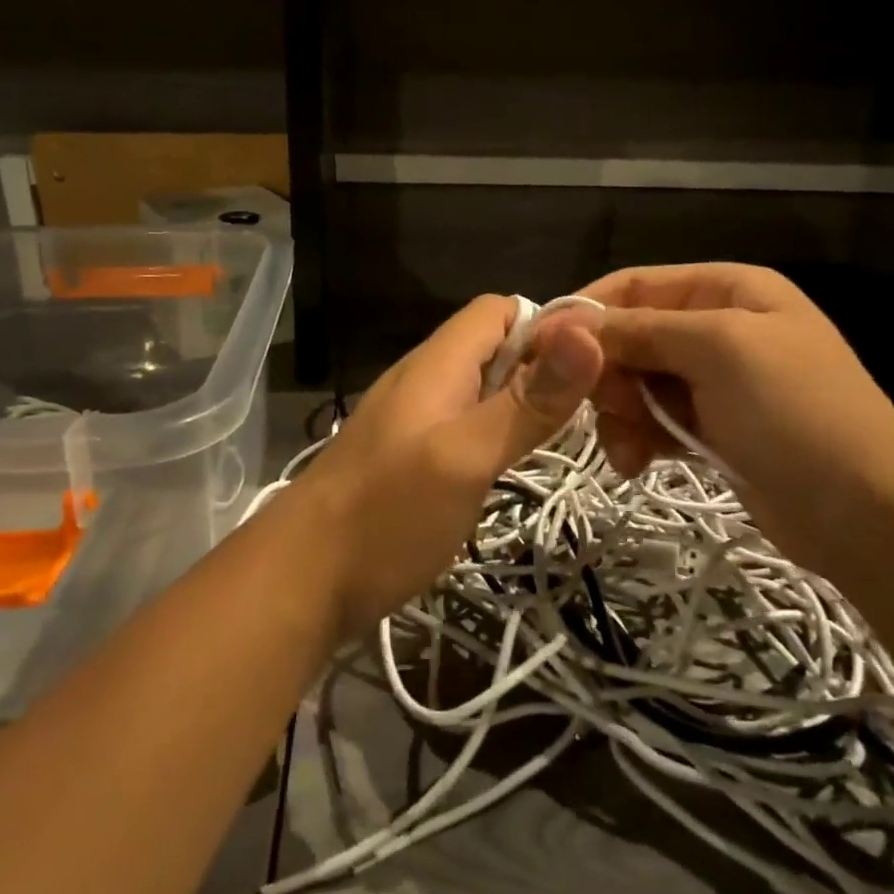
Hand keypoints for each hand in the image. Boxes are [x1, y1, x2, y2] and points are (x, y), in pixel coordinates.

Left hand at [290, 295, 603, 640]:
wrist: (299, 583)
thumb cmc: (386, 516)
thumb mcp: (465, 457)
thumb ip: (526, 402)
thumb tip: (587, 332)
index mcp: (437, 363)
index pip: (501, 310)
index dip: (549, 327)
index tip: (595, 367)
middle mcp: (425, 380)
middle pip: (495, 348)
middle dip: (545, 368)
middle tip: (593, 413)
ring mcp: (414, 420)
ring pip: (482, 389)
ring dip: (523, 404)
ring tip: (566, 441)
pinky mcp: (410, 457)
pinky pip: (464, 425)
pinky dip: (497, 435)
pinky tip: (514, 468)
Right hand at [580, 264, 893, 556]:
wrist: (867, 514)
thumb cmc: (795, 411)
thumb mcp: (716, 350)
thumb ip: (638, 330)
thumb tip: (564, 321)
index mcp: (728, 289)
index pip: (635, 285)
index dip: (587, 312)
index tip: (541, 349)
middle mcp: (718, 326)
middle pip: (631, 336)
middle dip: (608, 373)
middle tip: (603, 409)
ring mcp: (715, 381)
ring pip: (635, 382)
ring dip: (620, 413)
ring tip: (627, 449)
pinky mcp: (710, 427)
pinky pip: (653, 419)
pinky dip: (637, 438)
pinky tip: (637, 463)